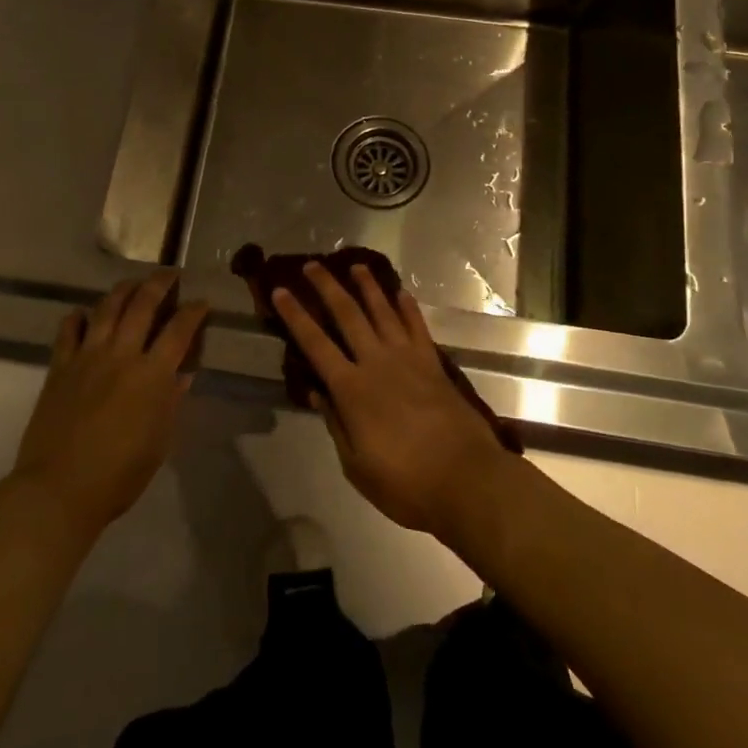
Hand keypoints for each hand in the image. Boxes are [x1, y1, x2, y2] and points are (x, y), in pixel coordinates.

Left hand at [9, 272, 206, 541]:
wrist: (59, 489)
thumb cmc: (119, 475)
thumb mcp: (160, 442)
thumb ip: (171, 401)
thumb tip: (182, 374)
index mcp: (152, 374)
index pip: (179, 330)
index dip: (194, 311)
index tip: (202, 301)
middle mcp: (121, 355)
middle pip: (142, 305)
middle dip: (159, 284)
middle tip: (169, 274)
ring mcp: (87, 357)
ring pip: (107, 308)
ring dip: (123, 290)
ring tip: (132, 283)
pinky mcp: (60, 367)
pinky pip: (69, 330)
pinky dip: (78, 317)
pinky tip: (84, 314)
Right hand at [272, 263, 508, 536]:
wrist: (466, 479)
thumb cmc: (405, 483)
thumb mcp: (357, 466)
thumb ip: (336, 424)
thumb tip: (316, 393)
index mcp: (352, 389)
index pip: (315, 344)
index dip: (295, 316)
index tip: (280, 291)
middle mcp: (376, 363)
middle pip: (348, 315)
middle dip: (327, 288)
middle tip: (313, 265)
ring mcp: (408, 359)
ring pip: (383, 311)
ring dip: (368, 286)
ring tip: (355, 266)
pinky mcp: (433, 363)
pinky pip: (417, 326)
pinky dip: (408, 307)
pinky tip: (401, 292)